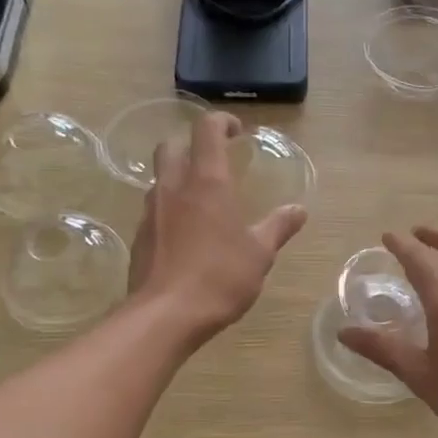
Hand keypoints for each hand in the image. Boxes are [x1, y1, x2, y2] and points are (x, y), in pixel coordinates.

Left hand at [128, 112, 306, 347]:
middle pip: (171, 146)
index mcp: (207, 182)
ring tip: (202, 202)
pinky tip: (185, 235)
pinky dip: (170, 210)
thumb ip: (278, 227)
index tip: (236, 131)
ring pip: (160, 178)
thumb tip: (298, 210)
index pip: (207, 130)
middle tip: (213, 161)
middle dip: (191, 145)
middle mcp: (174, 187)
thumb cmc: (219, 278)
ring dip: (178, 178)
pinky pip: (154, 210)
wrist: (165, 315)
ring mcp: (151, 211)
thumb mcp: (259, 254)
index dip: (221, 122)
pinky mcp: (139, 236)